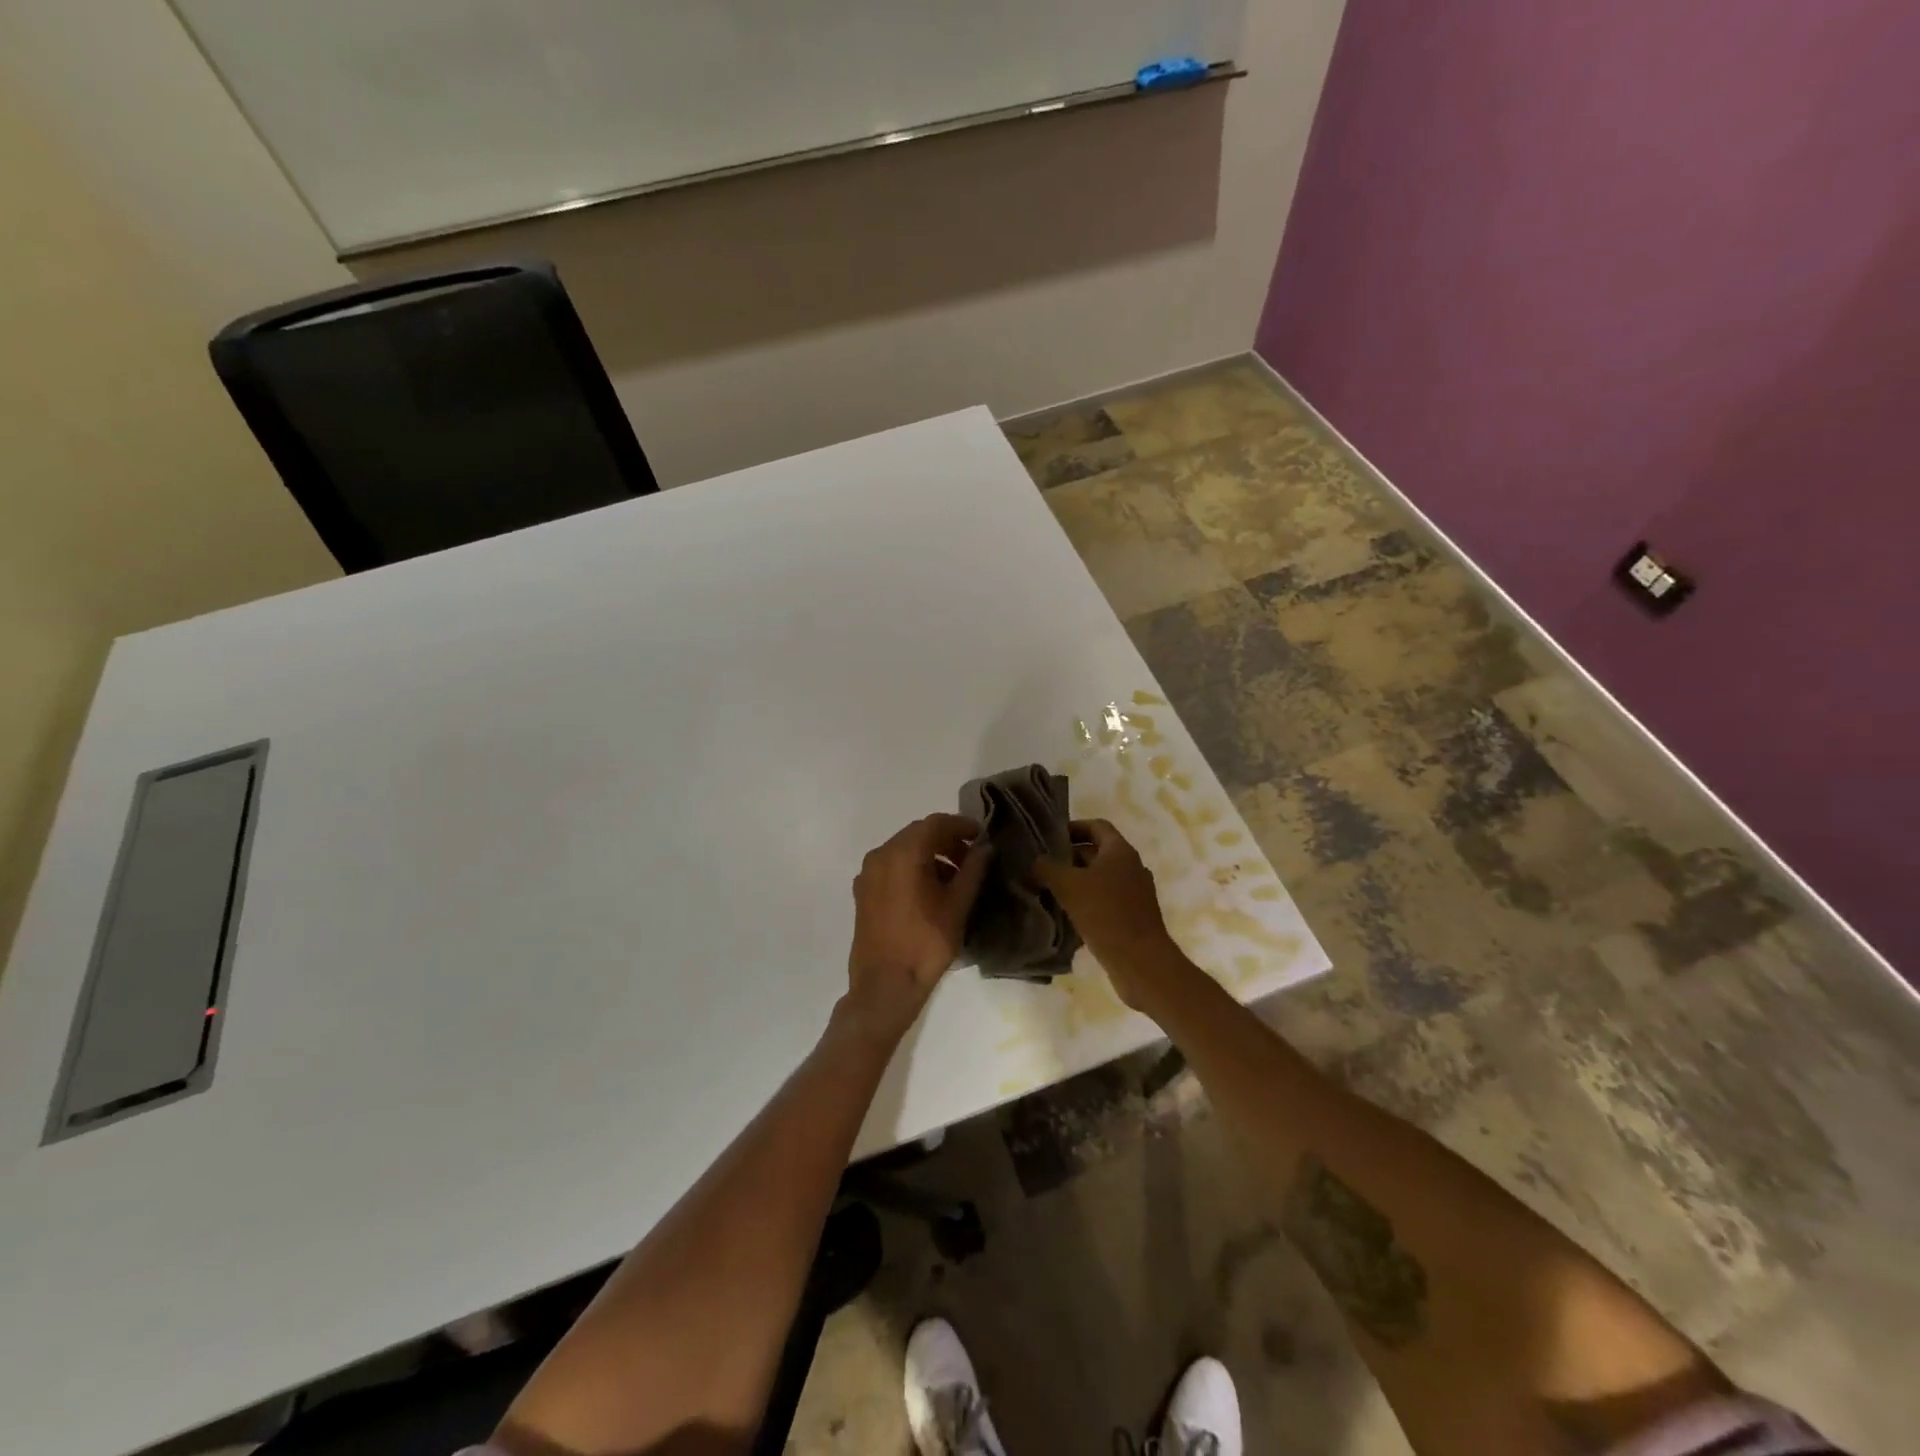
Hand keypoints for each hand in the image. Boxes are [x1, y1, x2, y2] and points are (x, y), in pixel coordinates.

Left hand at [845, 814, 993, 1036]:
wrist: (884, 985)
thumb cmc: (926, 943)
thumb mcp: (957, 905)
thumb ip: (973, 870)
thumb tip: (984, 848)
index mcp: (902, 853)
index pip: (935, 823)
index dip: (961, 825)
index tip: (981, 836)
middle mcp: (880, 855)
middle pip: (917, 834)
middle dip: (946, 840)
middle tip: (971, 857)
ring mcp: (867, 874)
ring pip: (903, 850)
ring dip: (930, 855)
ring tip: (955, 877)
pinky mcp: (863, 892)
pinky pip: (891, 867)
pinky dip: (912, 868)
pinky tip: (931, 891)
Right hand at [1034, 819, 1180, 1008]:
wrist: (1140, 961)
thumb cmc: (1105, 914)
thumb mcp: (1068, 886)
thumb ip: (1046, 868)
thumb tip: (1034, 861)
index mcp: (1120, 851)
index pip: (1097, 826)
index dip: (1074, 827)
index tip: (1050, 836)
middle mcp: (1132, 866)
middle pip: (1098, 852)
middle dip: (1070, 856)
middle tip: (1043, 864)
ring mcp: (1135, 893)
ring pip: (1101, 877)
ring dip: (1077, 880)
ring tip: (1049, 888)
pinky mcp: (1133, 916)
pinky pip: (1106, 899)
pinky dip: (1087, 900)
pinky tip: (1067, 913)